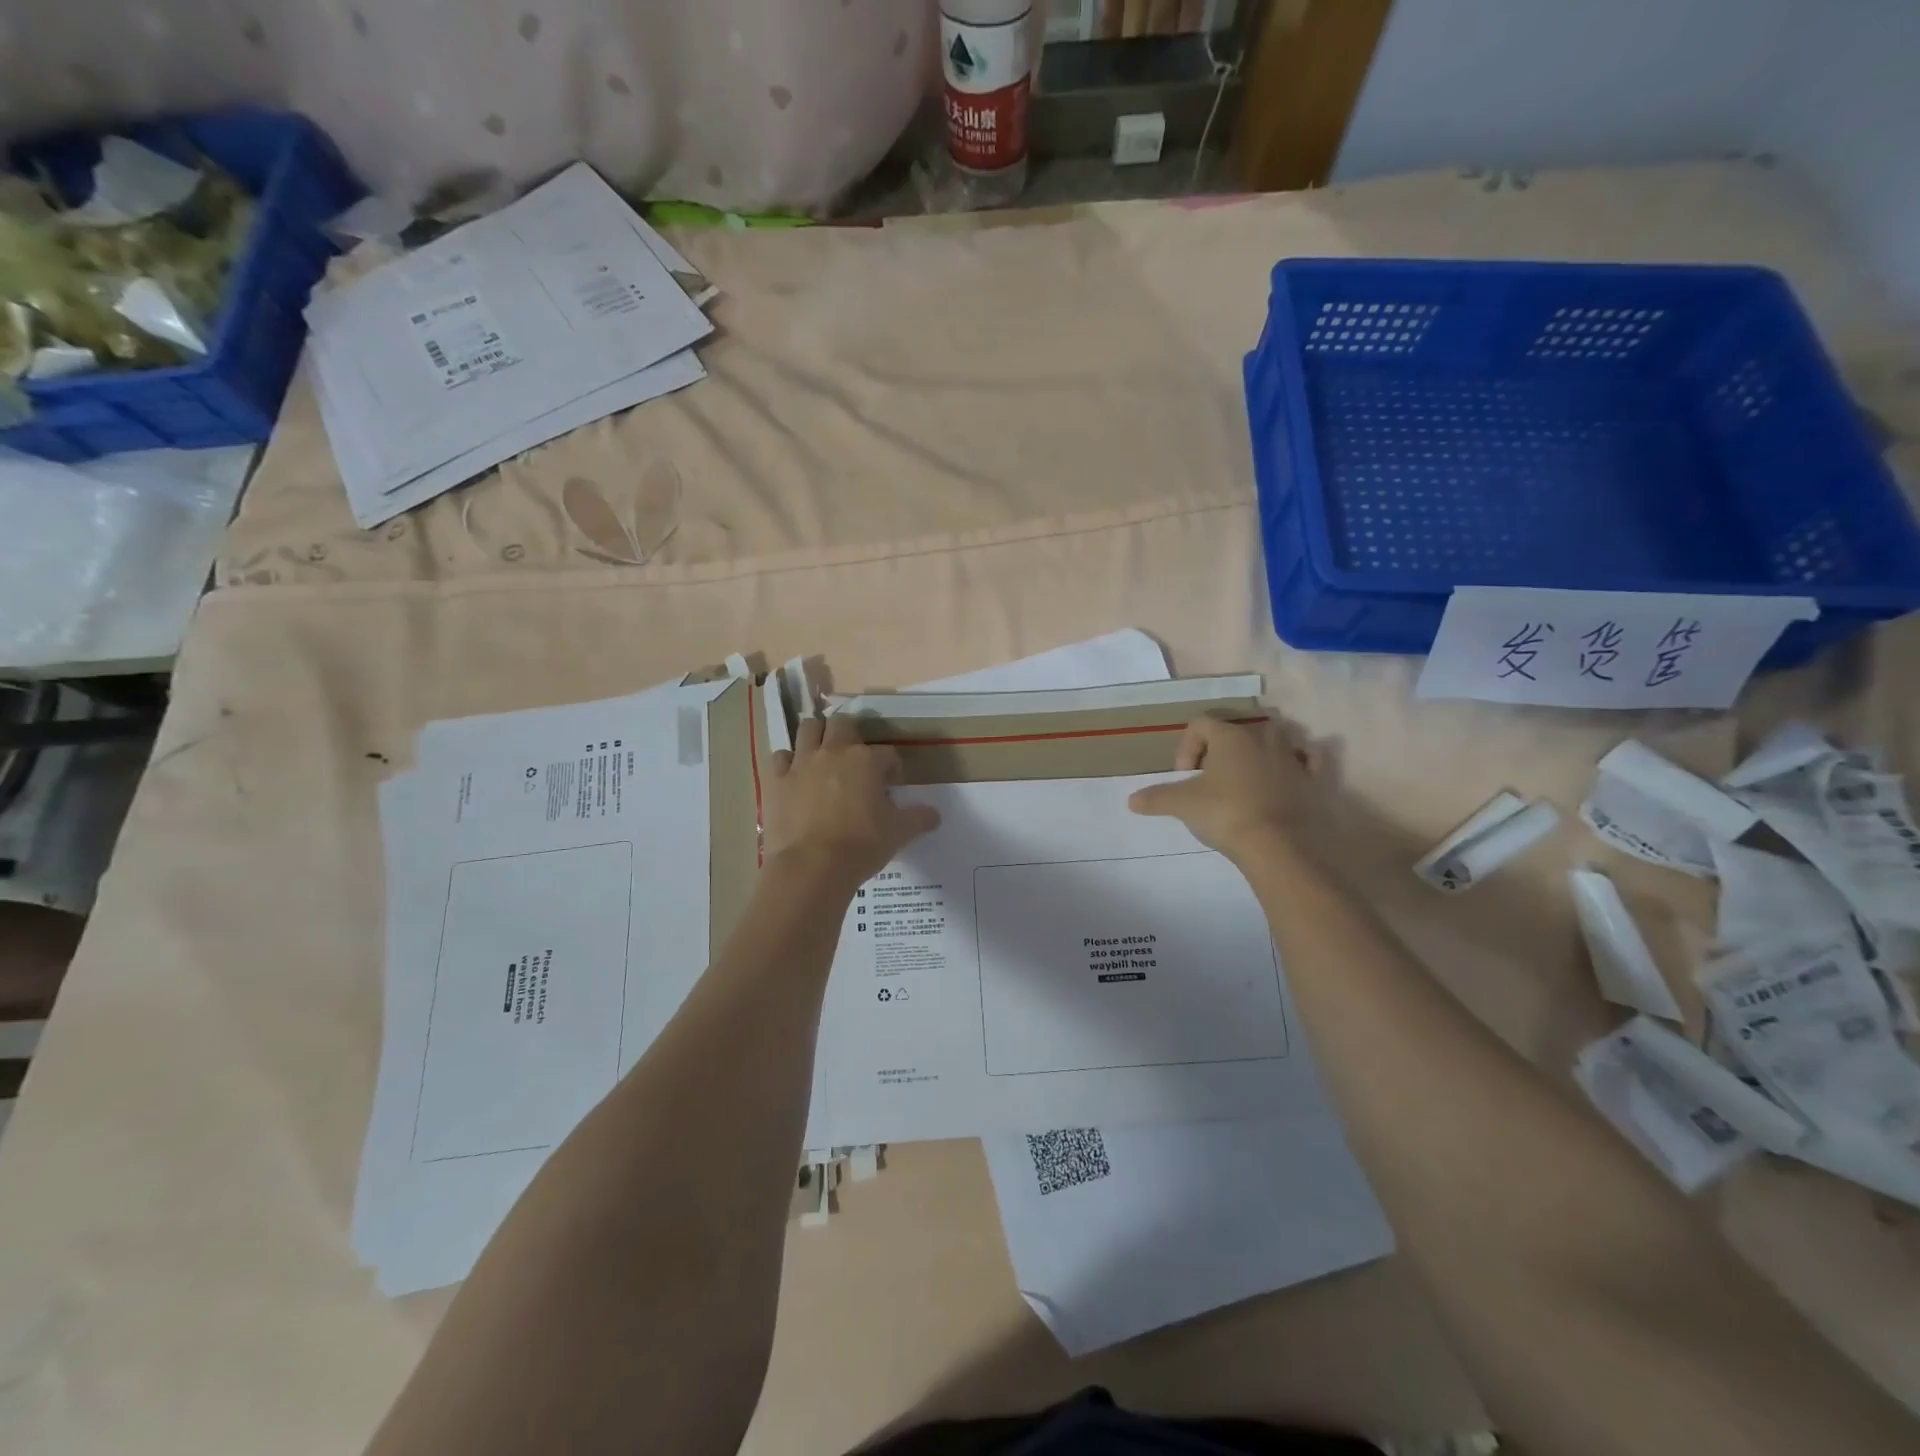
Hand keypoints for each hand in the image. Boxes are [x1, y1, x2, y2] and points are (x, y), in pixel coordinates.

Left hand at [764, 715, 940, 887]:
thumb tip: (935, 814)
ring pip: (807, 728)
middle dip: (850, 734)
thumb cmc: (861, 845)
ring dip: (817, 735)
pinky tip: (795, 775)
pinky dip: (788, 762)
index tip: (891, 783)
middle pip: (841, 724)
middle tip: (855, 758)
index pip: (886, 753)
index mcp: (866, 760)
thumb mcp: (899, 833)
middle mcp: (833, 752)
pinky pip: (781, 757)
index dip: (892, 767)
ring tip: (823, 754)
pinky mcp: (776, 780)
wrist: (812, 867)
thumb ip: (919, 818)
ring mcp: (801, 763)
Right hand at [1128, 715, 1316, 859]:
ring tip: (1248, 777)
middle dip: (1223, 749)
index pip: (1200, 724)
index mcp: (1230, 736)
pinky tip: (1290, 775)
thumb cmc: (1226, 813)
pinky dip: (1302, 761)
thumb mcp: (1183, 805)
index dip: (1186, 747)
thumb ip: (1156, 798)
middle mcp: (1262, 738)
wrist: (1278, 845)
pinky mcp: (1313, 780)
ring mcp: (1292, 757)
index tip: (1184, 777)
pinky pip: (1311, 758)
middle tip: (1213, 777)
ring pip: (1277, 736)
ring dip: (1261, 749)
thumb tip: (1131, 801)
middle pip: (1238, 728)